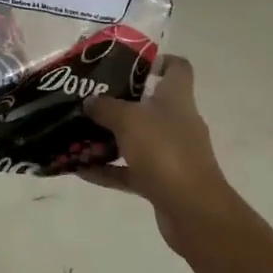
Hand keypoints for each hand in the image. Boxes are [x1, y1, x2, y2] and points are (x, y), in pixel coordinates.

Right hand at [81, 56, 233, 252]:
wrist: (193, 211)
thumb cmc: (164, 151)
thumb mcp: (128, 120)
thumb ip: (106, 107)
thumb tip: (90, 100)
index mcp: (177, 98)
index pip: (178, 68)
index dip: (158, 60)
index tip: (129, 62)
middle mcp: (177, 122)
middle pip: (150, 103)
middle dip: (120, 101)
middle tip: (90, 97)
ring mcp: (171, 154)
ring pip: (137, 139)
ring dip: (110, 138)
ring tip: (78, 132)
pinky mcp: (162, 182)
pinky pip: (130, 171)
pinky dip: (109, 170)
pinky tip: (80, 169)